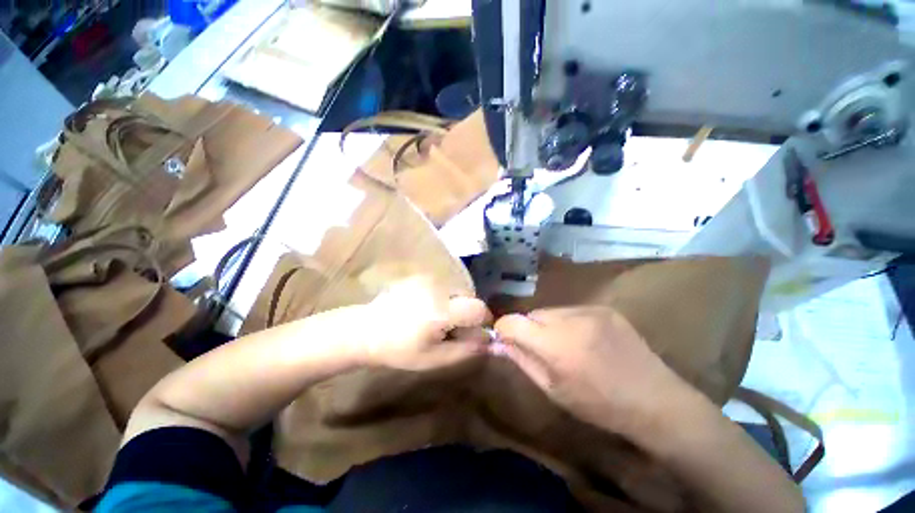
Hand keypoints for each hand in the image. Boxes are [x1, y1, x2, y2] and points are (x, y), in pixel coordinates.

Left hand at [358, 278, 491, 370]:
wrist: (366, 330)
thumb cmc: (399, 350)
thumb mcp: (435, 358)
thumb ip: (466, 350)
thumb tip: (489, 341)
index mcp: (441, 311)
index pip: (478, 308)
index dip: (483, 321)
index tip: (475, 332)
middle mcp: (437, 288)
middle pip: (469, 296)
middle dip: (467, 313)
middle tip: (450, 328)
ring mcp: (427, 279)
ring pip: (456, 290)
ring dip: (454, 305)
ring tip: (435, 319)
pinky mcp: (420, 276)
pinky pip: (443, 285)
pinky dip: (442, 297)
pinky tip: (425, 308)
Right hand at [492, 307, 684, 433]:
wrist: (656, 400)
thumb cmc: (599, 405)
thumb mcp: (553, 389)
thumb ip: (522, 360)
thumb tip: (497, 342)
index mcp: (555, 345)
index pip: (512, 321)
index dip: (504, 330)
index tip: (506, 341)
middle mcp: (570, 320)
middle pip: (532, 314)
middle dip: (529, 329)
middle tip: (543, 350)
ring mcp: (589, 310)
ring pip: (551, 311)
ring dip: (549, 325)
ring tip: (566, 346)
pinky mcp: (604, 308)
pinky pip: (571, 310)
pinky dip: (568, 323)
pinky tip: (585, 340)